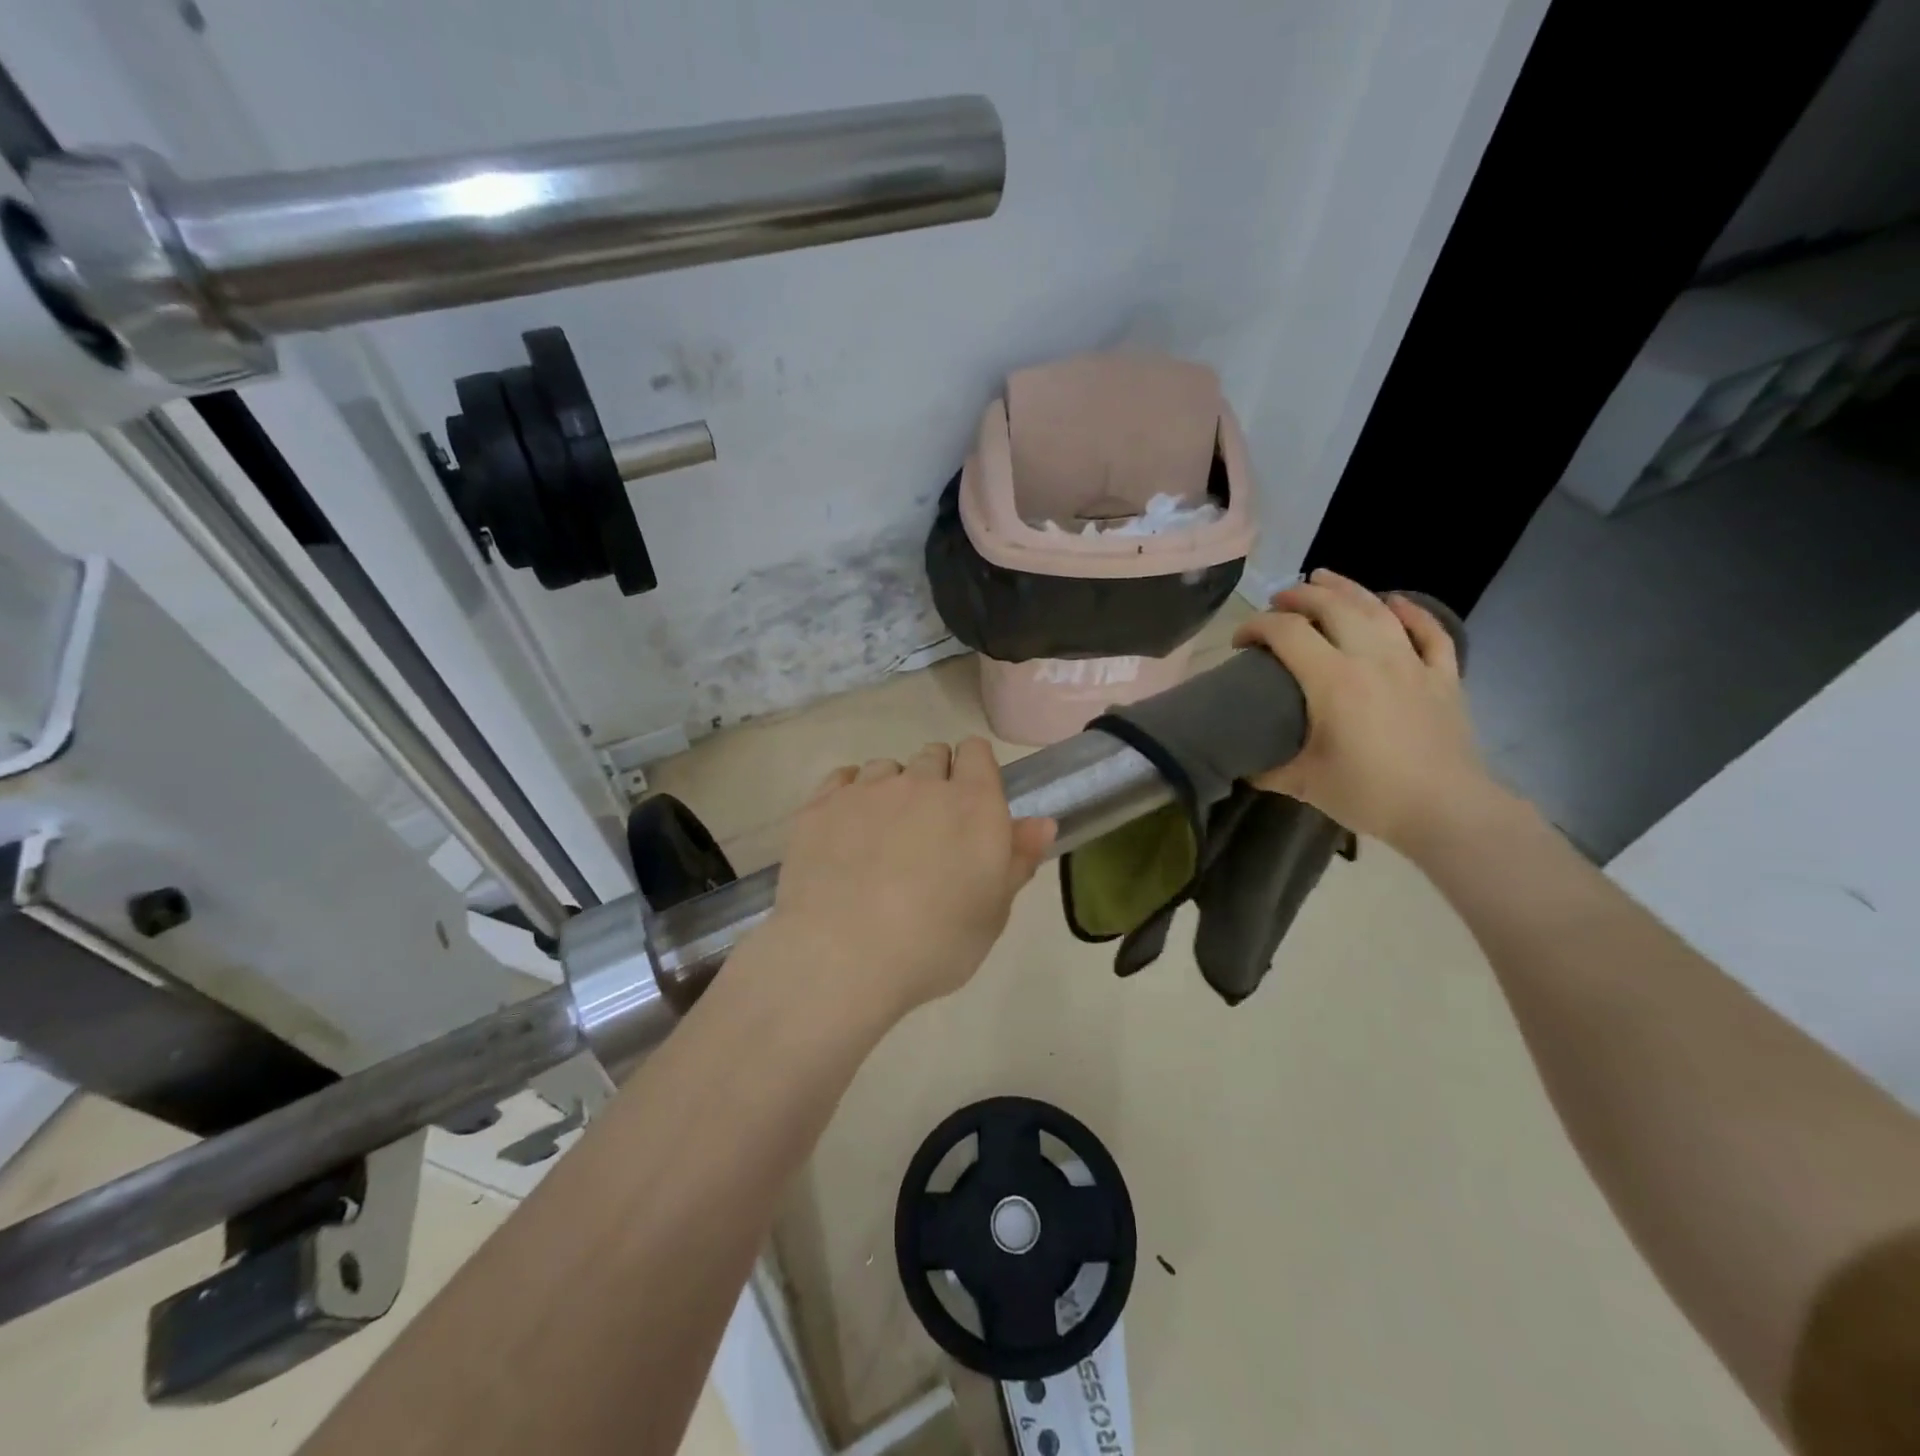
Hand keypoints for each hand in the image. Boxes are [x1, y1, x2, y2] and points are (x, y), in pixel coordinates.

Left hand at [761, 739, 1055, 1026]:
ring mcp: (867, 790)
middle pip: (932, 755)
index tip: (970, 801)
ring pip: (886, 767)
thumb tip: (1042, 822)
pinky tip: (846, 829)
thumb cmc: (933, 944)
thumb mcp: (992, 914)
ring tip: (882, 833)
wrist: (840, 957)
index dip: (975, 769)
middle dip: (935, 780)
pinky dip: (850, 795)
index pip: (977, 752)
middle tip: (928, 828)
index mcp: (973, 805)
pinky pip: (842, 779)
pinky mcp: (821, 805)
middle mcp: (921, 783)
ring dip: (891, 788)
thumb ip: (1017, 860)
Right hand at [1232, 568, 1497, 852]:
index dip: (1255, 627)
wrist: (1446, 810)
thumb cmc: (1369, 793)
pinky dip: (1412, 613)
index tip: (1239, 643)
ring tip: (1324, 578)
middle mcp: (1371, 658)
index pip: (1286, 633)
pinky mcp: (1443, 677)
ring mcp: (1412, 664)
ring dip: (1347, 588)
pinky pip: (1429, 633)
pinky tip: (1396, 602)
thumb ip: (1268, 768)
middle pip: (1332, 606)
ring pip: (1378, 609)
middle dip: (1299, 596)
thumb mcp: (1305, 783)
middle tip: (1277, 601)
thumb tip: (1244, 763)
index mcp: (1332, 680)